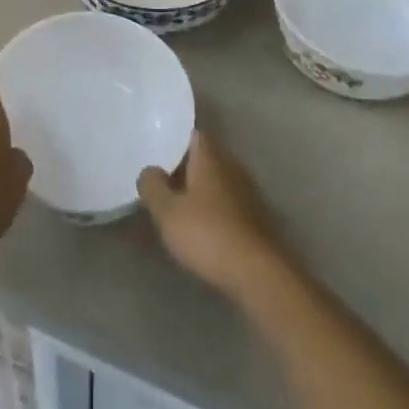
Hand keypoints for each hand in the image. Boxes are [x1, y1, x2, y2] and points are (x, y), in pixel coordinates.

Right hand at [139, 130, 288, 303]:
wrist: (258, 274)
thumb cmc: (208, 234)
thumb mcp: (167, 212)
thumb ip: (153, 186)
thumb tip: (150, 170)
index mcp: (211, 158)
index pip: (193, 135)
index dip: (175, 139)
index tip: (157, 148)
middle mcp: (232, 167)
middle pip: (205, 158)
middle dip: (184, 167)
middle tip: (161, 180)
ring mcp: (248, 193)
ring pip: (218, 182)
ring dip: (199, 190)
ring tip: (177, 206)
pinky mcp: (256, 219)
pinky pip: (228, 204)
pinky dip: (213, 210)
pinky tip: (200, 228)